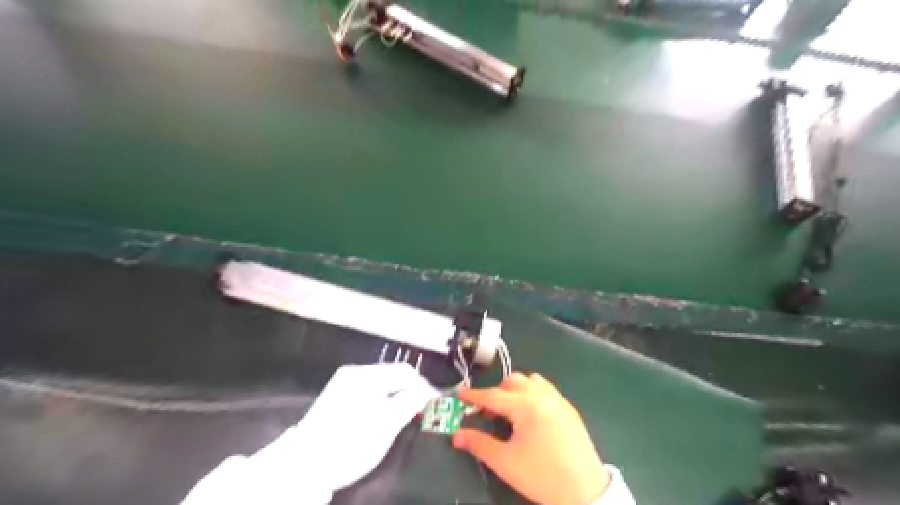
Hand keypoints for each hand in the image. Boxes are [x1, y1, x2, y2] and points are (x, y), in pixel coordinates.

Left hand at [253, 364, 440, 491]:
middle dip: (408, 390)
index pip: (404, 371)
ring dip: (395, 395)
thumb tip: (427, 390)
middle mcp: (354, 372)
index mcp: (366, 375)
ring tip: (403, 414)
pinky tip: (382, 415)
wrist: (305, 466)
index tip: (433, 401)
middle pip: (392, 375)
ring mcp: (343, 383)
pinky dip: (380, 400)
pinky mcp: (336, 396)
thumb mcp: (386, 425)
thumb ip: (410, 402)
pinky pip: (368, 391)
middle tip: (420, 410)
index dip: (423, 385)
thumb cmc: (351, 443)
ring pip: (380, 383)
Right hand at [455, 373, 607, 504]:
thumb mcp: (506, 463)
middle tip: (487, 412)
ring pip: (530, 381)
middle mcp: (542, 395)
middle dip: (496, 392)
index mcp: (526, 405)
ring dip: (515, 390)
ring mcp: (558, 399)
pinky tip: (530, 415)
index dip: (473, 395)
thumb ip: (479, 444)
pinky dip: (531, 393)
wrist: (586, 491)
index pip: (493, 395)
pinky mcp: (568, 408)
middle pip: (512, 382)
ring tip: (509, 411)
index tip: (459, 394)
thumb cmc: (542, 476)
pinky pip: (545, 389)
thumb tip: (457, 435)